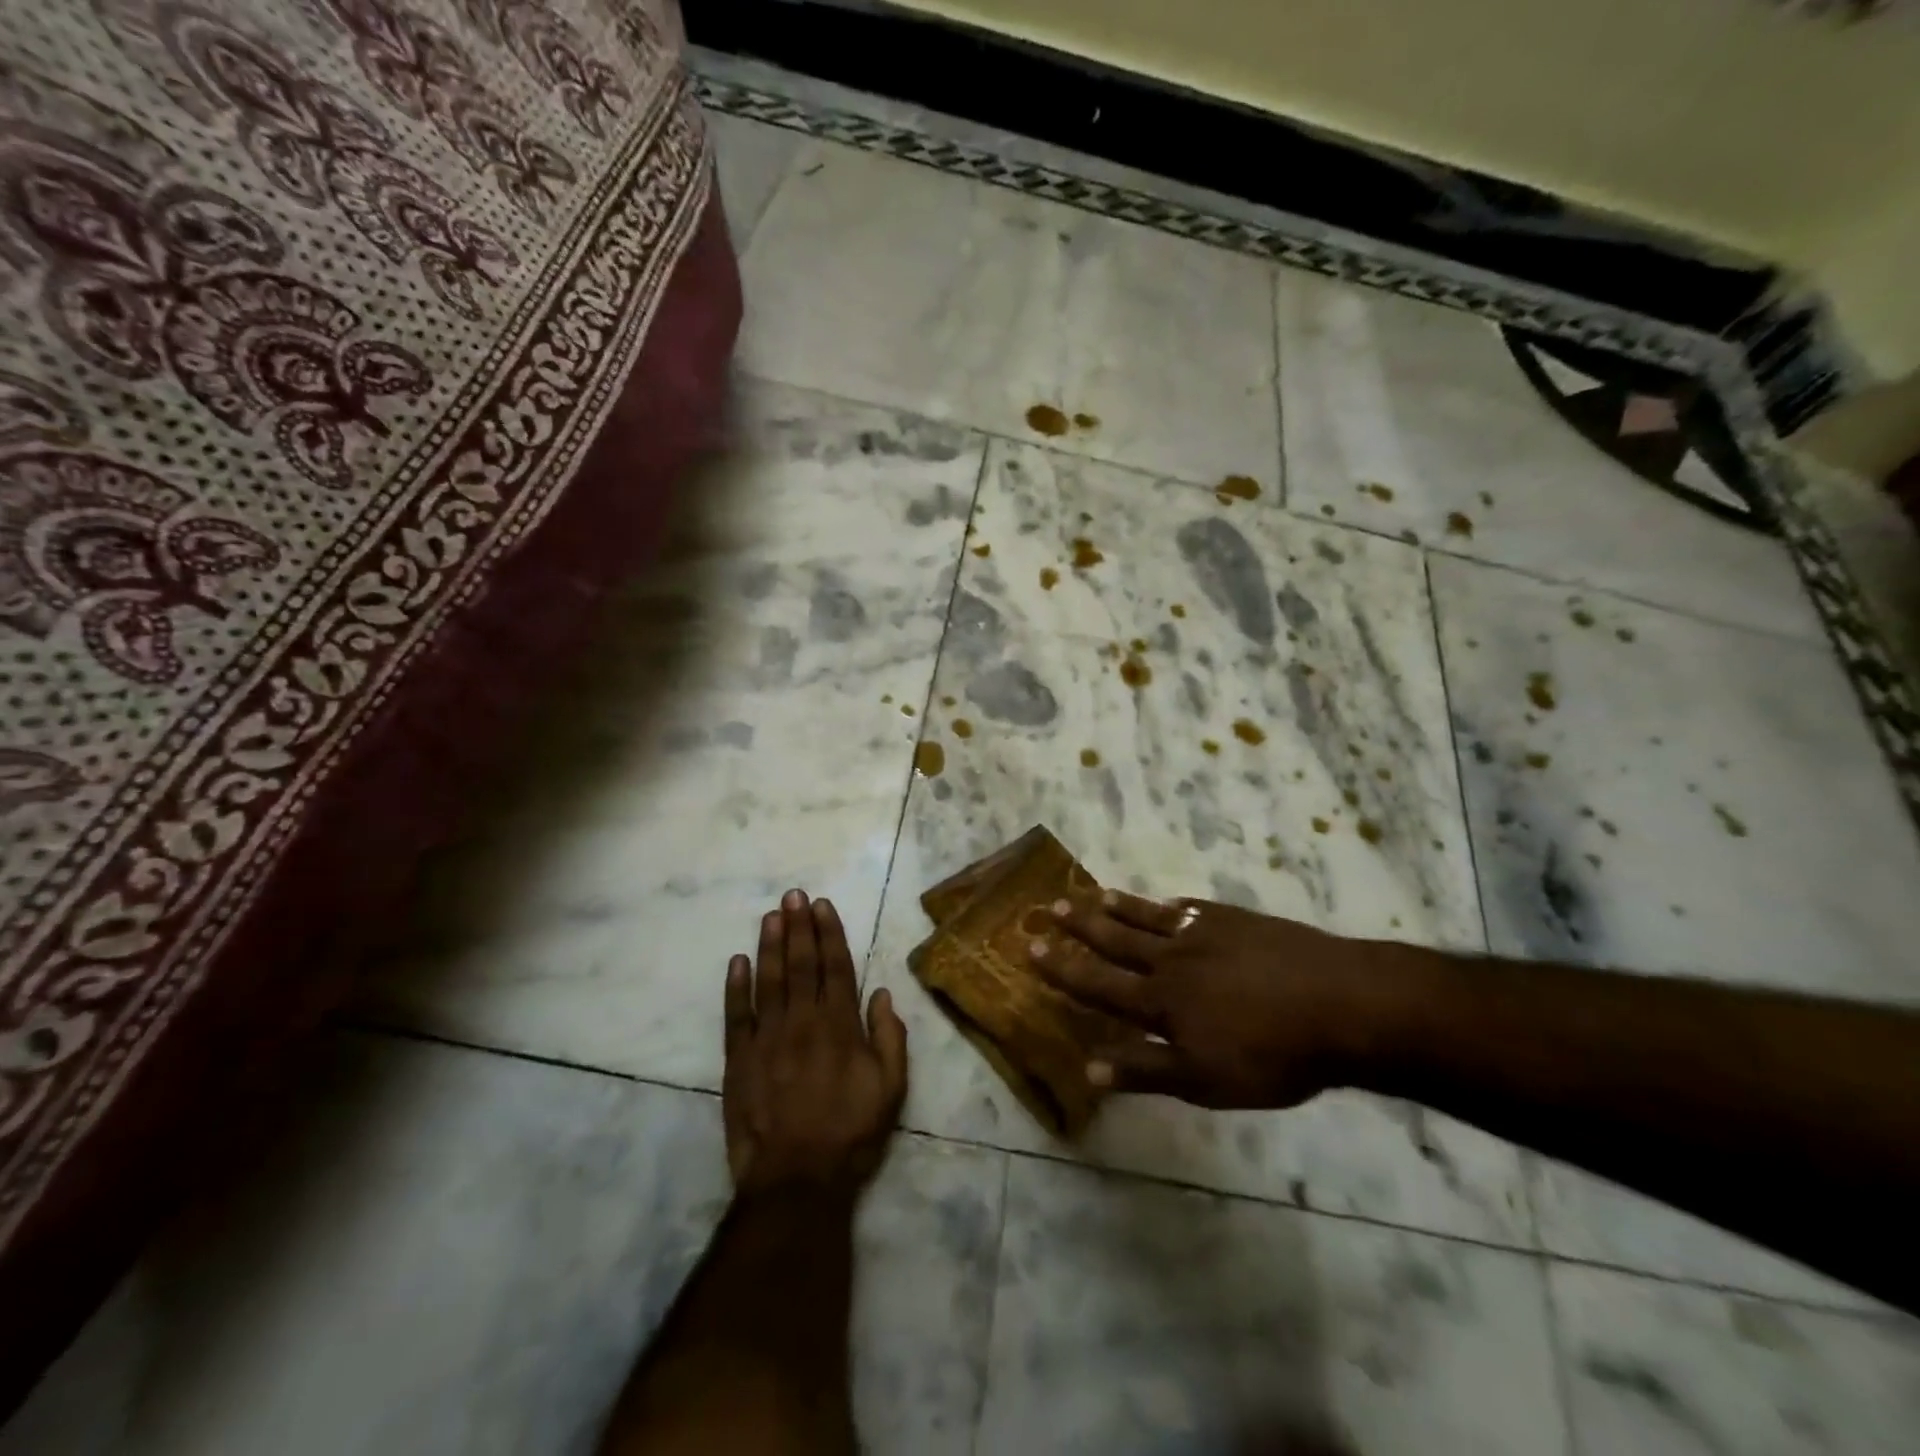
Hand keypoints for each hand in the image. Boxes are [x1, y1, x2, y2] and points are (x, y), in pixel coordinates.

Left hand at [723, 890, 908, 1196]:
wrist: (796, 1180)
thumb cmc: (850, 1133)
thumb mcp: (891, 1088)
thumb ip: (890, 1037)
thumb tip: (880, 993)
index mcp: (841, 1025)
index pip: (836, 967)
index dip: (829, 933)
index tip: (821, 905)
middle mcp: (803, 1021)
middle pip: (801, 964)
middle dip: (798, 926)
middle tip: (793, 895)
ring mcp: (767, 1038)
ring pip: (769, 980)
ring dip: (769, 944)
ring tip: (770, 915)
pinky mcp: (739, 1059)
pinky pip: (736, 1014)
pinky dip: (736, 986)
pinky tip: (738, 961)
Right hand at [1030, 891, 1416, 1108]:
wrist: (1340, 1005)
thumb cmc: (1272, 1055)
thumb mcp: (1206, 1080)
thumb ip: (1146, 1071)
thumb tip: (1088, 1068)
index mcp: (1161, 1001)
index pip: (1099, 984)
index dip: (1064, 969)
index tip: (1032, 948)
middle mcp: (1172, 960)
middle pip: (1117, 941)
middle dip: (1081, 927)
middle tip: (1052, 907)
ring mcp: (1205, 934)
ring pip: (1149, 918)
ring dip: (1117, 908)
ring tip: (1091, 894)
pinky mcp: (1236, 921)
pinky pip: (1191, 909)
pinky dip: (1169, 905)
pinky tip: (1166, 901)